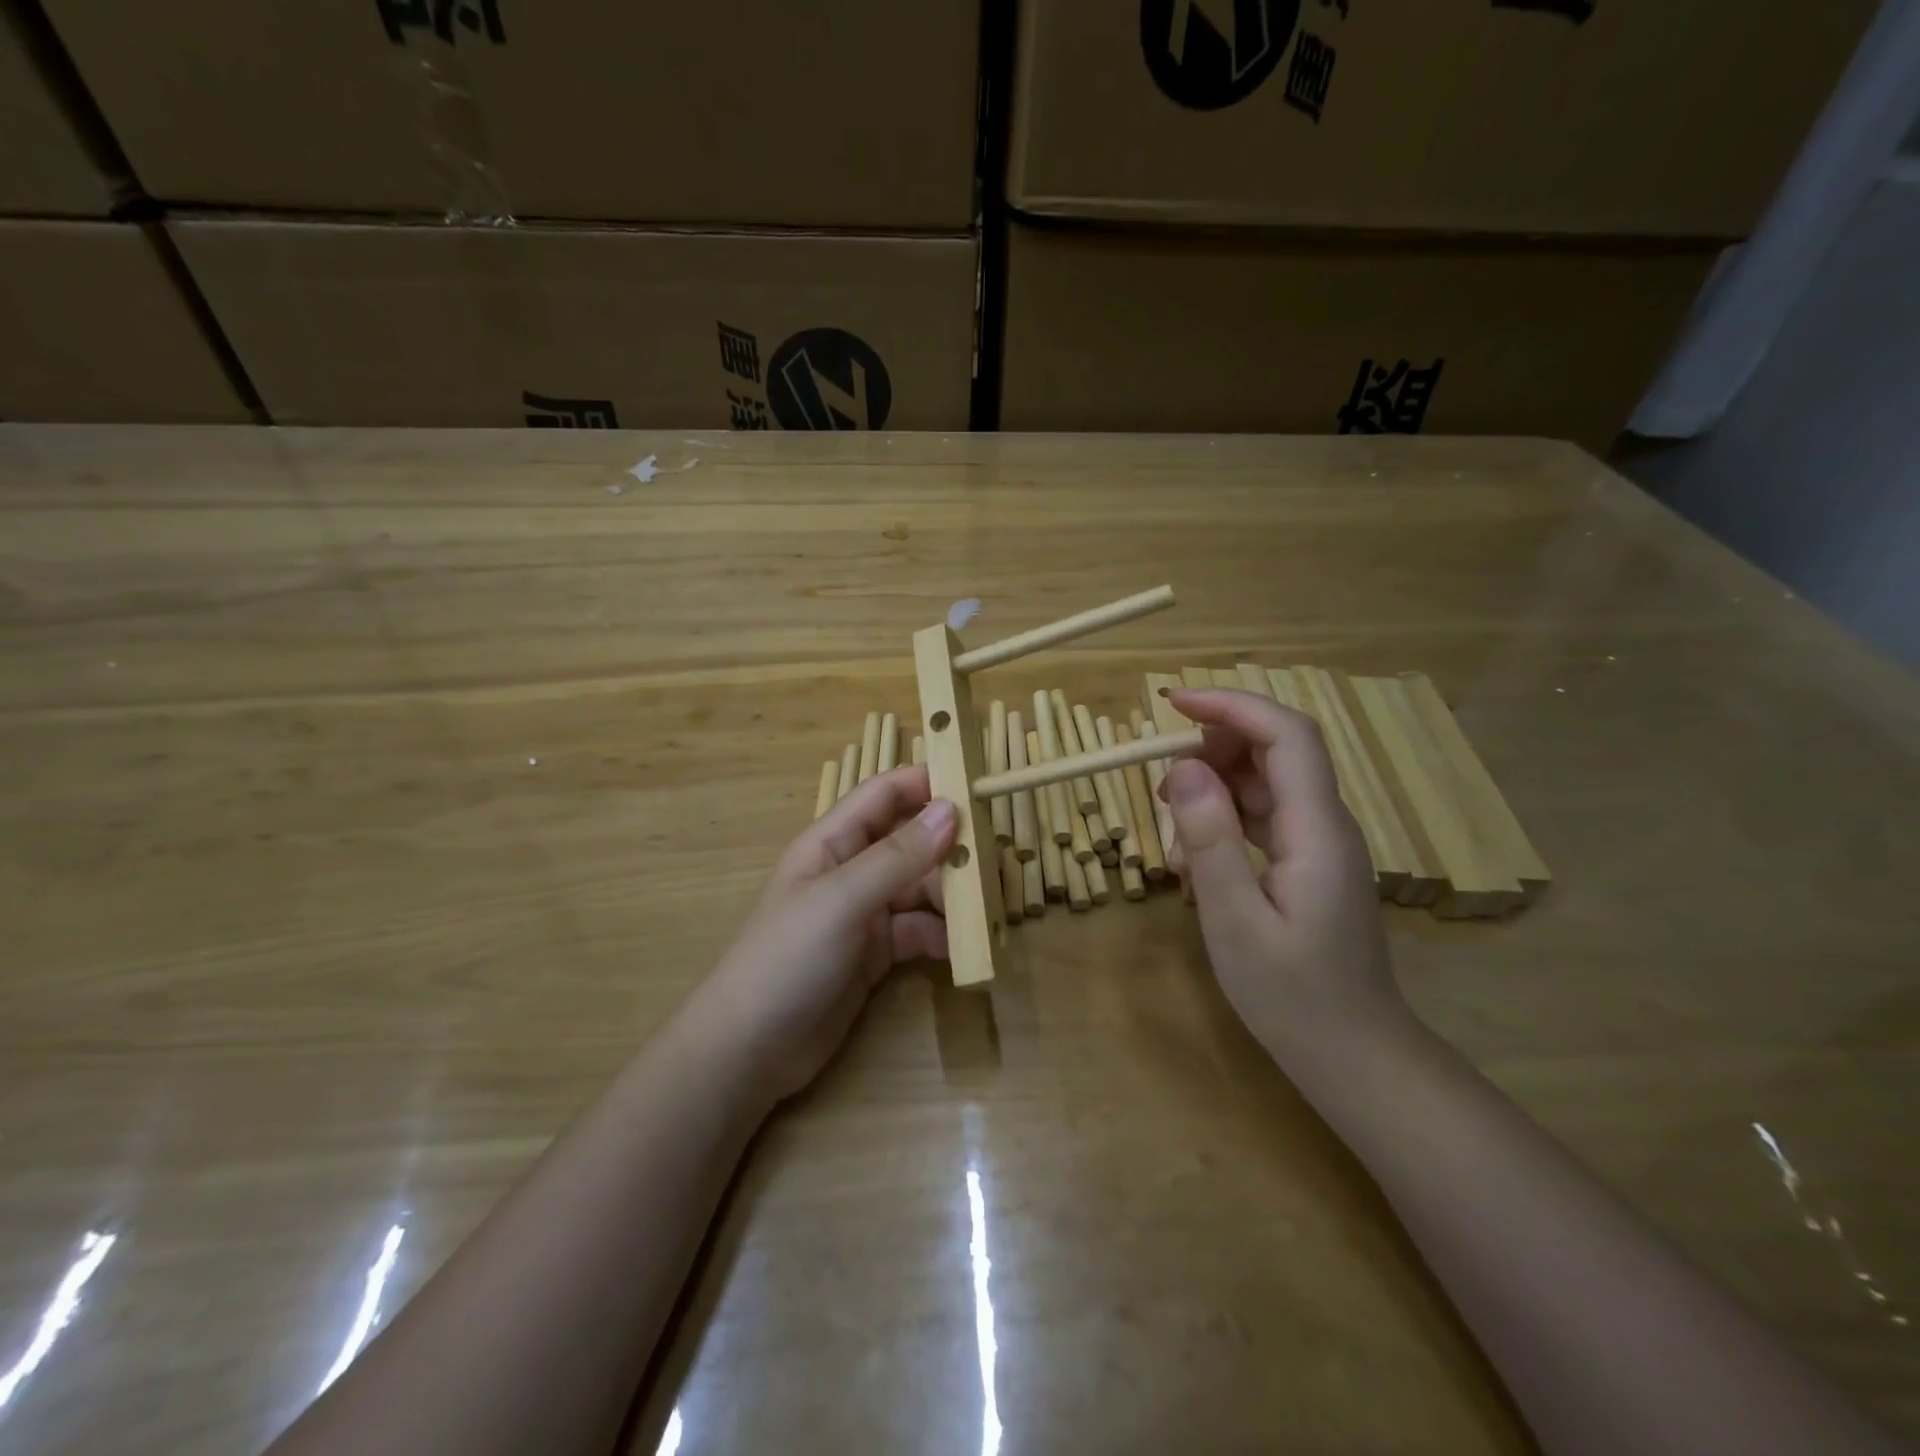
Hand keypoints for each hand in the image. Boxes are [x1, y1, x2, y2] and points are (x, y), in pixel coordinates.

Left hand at [688, 766, 956, 1105]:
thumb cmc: (788, 957)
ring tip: (990, 907)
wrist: (749, 1050)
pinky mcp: (876, 954)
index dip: (928, 783)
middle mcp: (852, 870)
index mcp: (834, 841)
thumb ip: (899, 855)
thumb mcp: (844, 899)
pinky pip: (919, 931)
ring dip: (954, 895)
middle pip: (911, 842)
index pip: (885, 794)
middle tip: (997, 859)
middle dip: (952, 848)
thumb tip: (951, 808)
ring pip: (921, 888)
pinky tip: (966, 946)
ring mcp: (864, 913)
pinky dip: (943, 935)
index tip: (980, 786)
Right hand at [1161, 688, 1405, 1061]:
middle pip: (1277, 749)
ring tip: (1171, 832)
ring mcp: (1318, 844)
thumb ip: (1209, 840)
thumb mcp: (1235, 920)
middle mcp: (1325, 824)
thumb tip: (1181, 767)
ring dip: (1213, 787)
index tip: (1172, 703)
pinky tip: (1192, 861)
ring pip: (1265, 782)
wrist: (1354, 1056)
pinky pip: (1263, 817)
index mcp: (1317, 830)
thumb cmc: (1292, 996)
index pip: (1286, 735)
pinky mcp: (1307, 864)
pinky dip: (1223, 820)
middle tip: (1162, 782)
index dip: (1232, 706)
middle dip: (1215, 745)